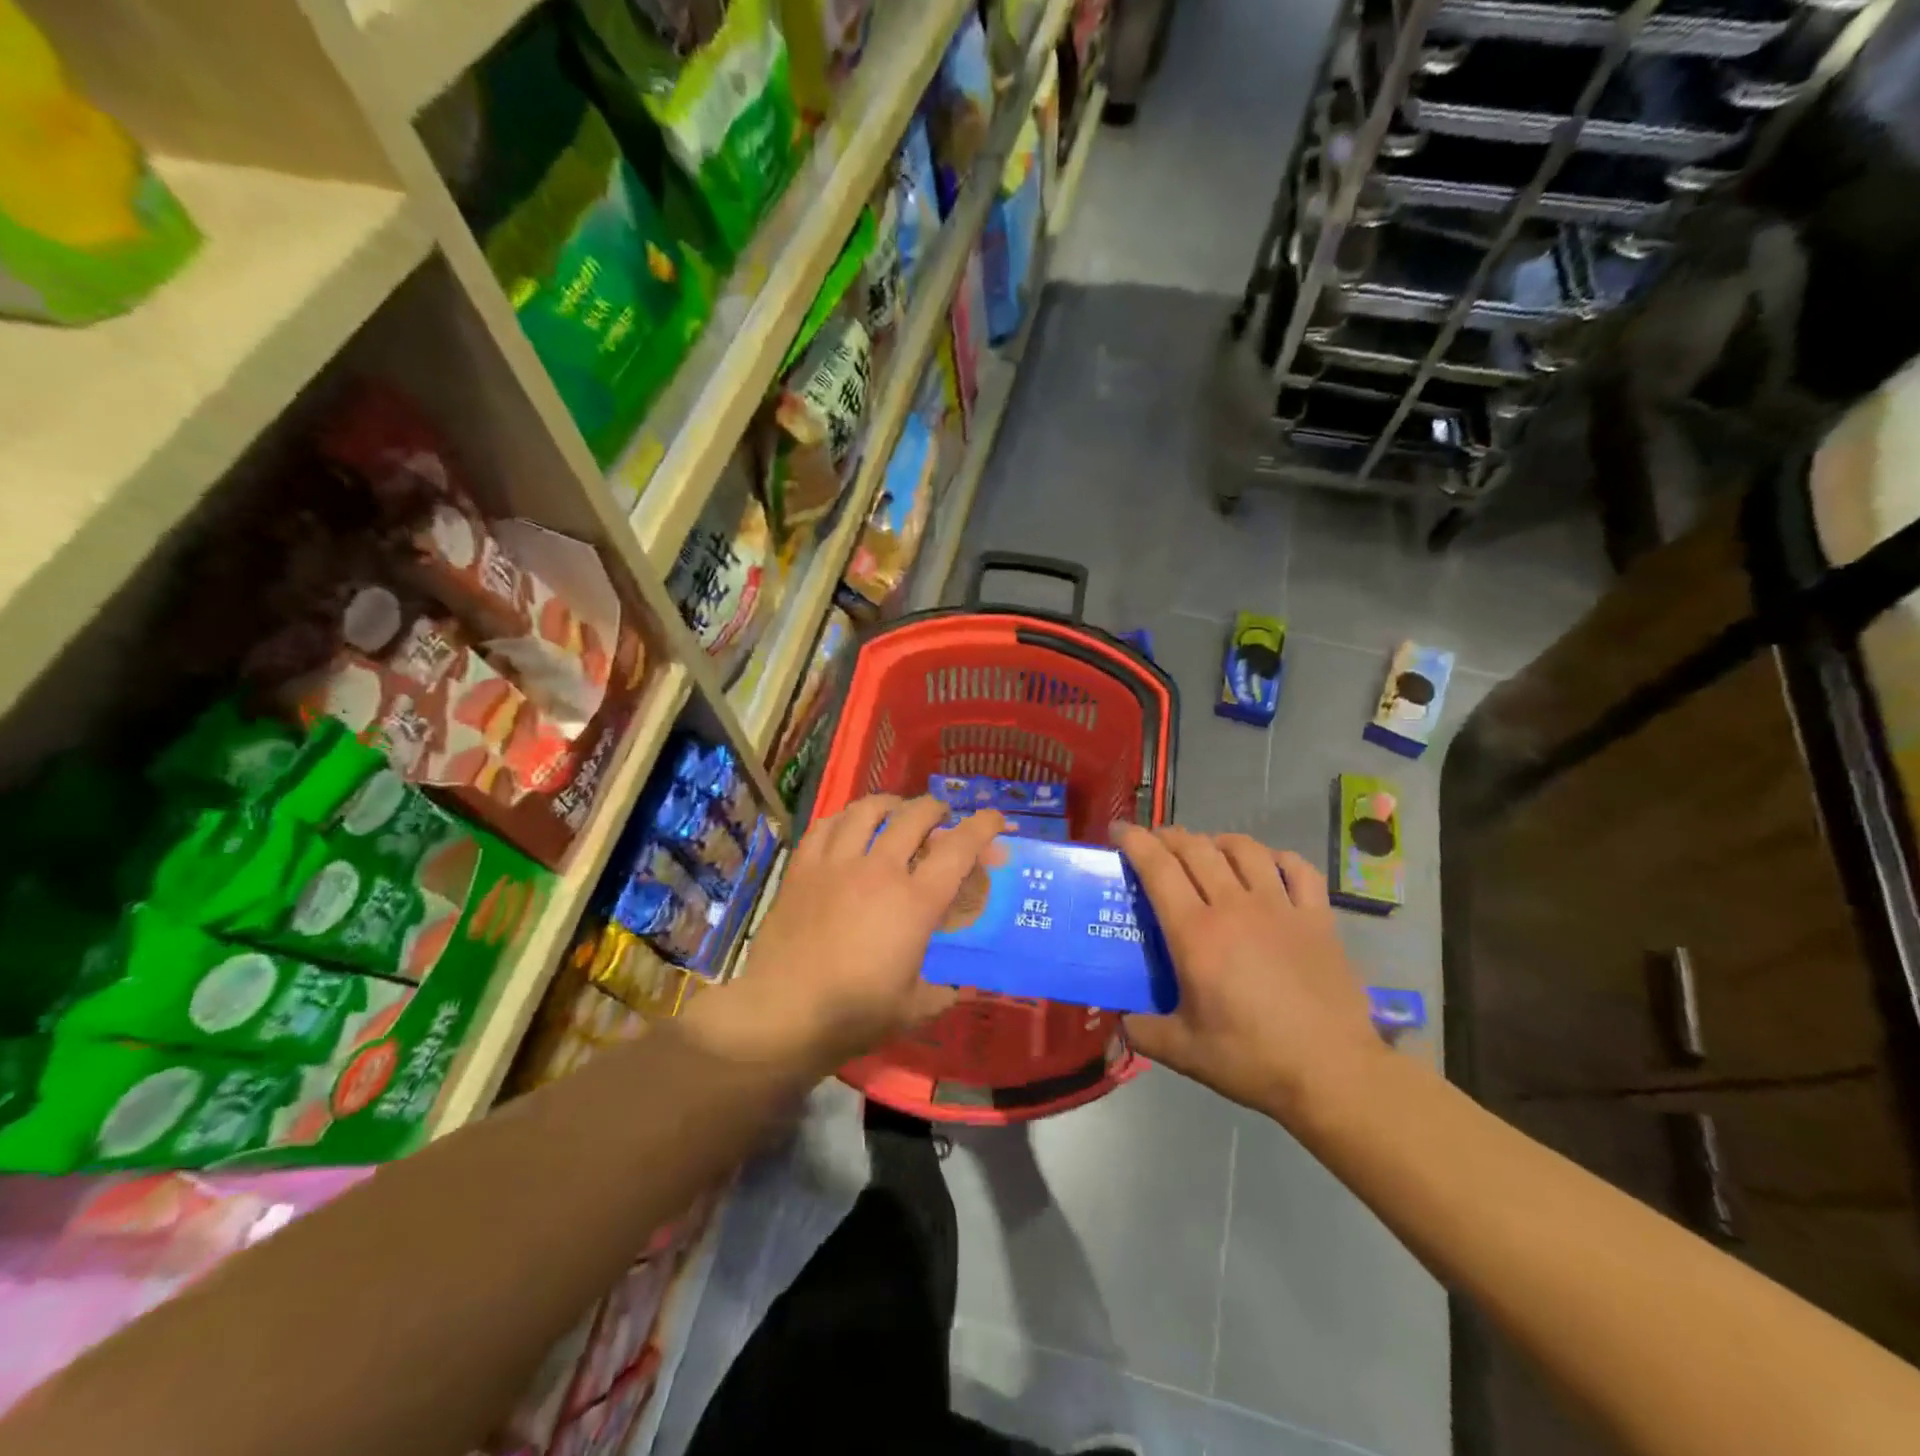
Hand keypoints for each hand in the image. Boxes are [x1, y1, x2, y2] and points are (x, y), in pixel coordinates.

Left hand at [700, 795, 1003, 1072]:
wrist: (781, 1014)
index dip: (982, 826)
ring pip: (867, 810)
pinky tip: (849, 825)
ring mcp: (836, 864)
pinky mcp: (802, 869)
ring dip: (890, 804)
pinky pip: (826, 826)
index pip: (958, 848)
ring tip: (896, 810)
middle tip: (941, 816)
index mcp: (915, 902)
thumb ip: (944, 990)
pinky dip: (845, 817)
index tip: (995, 818)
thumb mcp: (914, 1009)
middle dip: (936, 808)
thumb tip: (961, 985)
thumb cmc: (854, 1014)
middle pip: (914, 816)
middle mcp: (879, 870)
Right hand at [1116, 826, 1385, 1124]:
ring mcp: (1280, 907)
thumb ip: (1143, 1031)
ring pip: (1244, 849)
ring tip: (1207, 850)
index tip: (1118, 829)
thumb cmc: (1253, 1059)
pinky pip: (1297, 868)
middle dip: (1168, 837)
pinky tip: (1268, 866)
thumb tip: (1122, 1020)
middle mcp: (1234, 905)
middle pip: (1196, 849)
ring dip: (1217, 841)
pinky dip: (1276, 858)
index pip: (1158, 867)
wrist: (1334, 1073)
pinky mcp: (1318, 918)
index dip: (1134, 840)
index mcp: (1195, 932)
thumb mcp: (1184, 1052)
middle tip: (1155, 843)